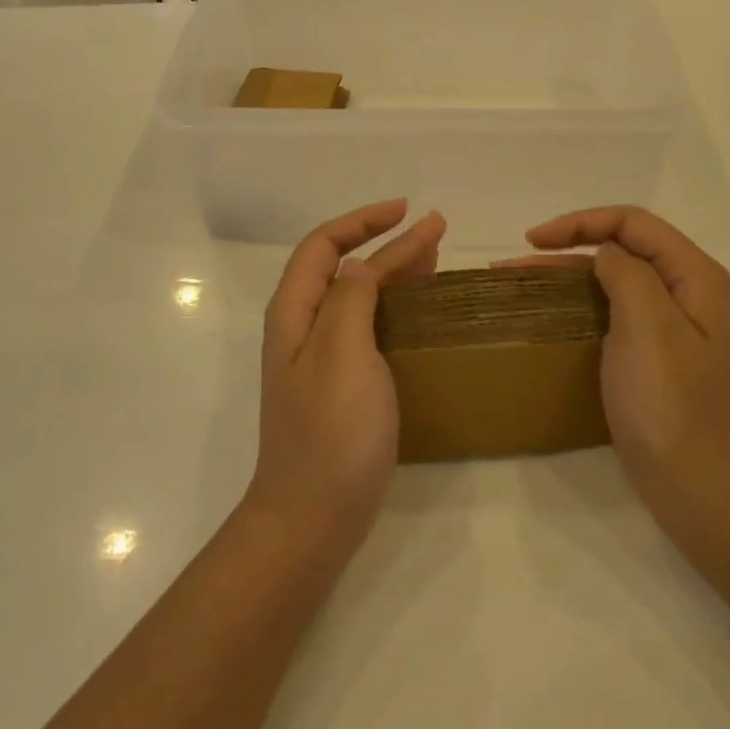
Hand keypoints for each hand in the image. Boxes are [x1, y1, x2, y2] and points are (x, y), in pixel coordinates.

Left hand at [246, 200, 445, 557]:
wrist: (312, 517)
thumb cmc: (330, 430)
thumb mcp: (342, 350)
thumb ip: (352, 296)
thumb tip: (364, 262)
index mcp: (295, 312)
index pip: (324, 244)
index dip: (364, 220)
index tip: (409, 211)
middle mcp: (302, 329)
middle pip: (341, 267)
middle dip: (385, 242)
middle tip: (435, 234)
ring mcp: (320, 360)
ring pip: (356, 298)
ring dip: (392, 273)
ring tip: (434, 263)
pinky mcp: (340, 388)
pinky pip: (367, 330)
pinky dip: (394, 310)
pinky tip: (419, 317)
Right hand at [516, 207, 729, 515]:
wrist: (699, 488)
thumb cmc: (671, 404)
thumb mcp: (648, 326)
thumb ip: (626, 272)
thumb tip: (605, 253)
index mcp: (694, 276)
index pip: (633, 223)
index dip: (581, 222)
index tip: (533, 241)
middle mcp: (686, 292)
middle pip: (622, 247)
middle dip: (567, 246)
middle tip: (514, 264)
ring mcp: (670, 327)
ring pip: (612, 280)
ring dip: (566, 276)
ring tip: (517, 285)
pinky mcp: (653, 356)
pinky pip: (611, 313)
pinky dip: (577, 305)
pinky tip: (548, 317)